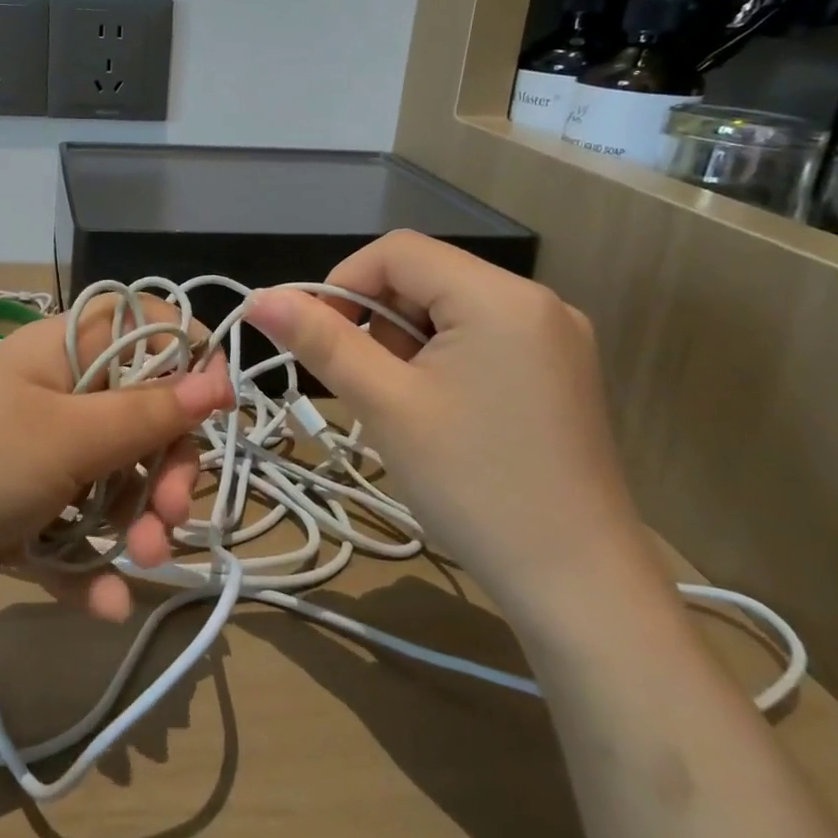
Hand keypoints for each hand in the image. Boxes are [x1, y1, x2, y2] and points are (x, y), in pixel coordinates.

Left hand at [0, 295, 232, 626]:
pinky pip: (73, 536)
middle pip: (140, 417)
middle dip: (167, 468)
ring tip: (142, 563)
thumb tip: (218, 376)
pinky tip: (106, 605)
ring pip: (113, 482)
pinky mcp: (17, 517)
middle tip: (171, 515)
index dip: (184, 362)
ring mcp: (34, 459)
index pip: (143, 331)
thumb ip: (146, 411)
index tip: (211, 413)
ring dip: (137, 524)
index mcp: (62, 354)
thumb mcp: (66, 434)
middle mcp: (53, 397)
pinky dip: (91, 568)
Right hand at [247, 232, 659, 634]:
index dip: (344, 283)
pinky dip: (443, 359)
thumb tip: (258, 298)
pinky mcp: (560, 373)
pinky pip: (482, 338)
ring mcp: (556, 338)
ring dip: (407, 343)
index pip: (397, 251)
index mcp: (499, 296)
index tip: (319, 339)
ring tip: (405, 407)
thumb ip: (320, 341)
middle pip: (426, 277)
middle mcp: (537, 301)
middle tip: (368, 385)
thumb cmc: (473, 485)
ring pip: (450, 308)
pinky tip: (442, 413)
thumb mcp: (385, 405)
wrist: (578, 586)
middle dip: (379, 319)